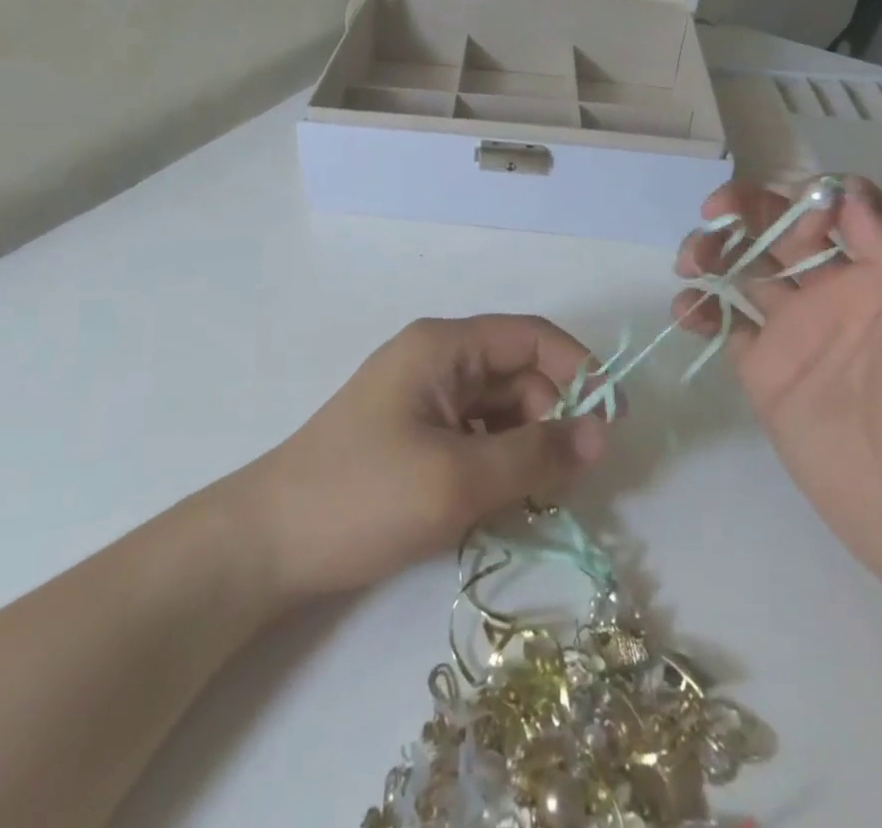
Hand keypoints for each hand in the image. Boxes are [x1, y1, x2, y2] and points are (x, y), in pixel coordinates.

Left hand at [242, 316, 609, 598]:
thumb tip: (603, 434)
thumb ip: (536, 454)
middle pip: (518, 375)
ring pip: (500, 411)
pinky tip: (499, 504)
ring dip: (526, 449)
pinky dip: (498, 464)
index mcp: (444, 346)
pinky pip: (476, 437)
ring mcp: (424, 398)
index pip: (531, 336)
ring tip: (534, 500)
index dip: (579, 369)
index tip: (614, 421)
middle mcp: (437, 359)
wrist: (268, 545)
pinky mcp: (415, 434)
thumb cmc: (363, 497)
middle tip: (569, 482)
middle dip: (552, 420)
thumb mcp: (458, 478)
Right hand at [674, 178, 881, 655]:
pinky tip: (687, 309)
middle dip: (741, 211)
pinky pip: (723, 325)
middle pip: (776, 231)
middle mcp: (831, 292)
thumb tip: (848, 187)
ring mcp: (793, 332)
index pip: (832, 210)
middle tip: (711, 214)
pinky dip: (698, 308)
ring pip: (741, 270)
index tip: (785, 212)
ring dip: (711, 251)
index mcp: (878, 275)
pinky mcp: (763, 371)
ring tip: (691, 261)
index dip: (803, 197)